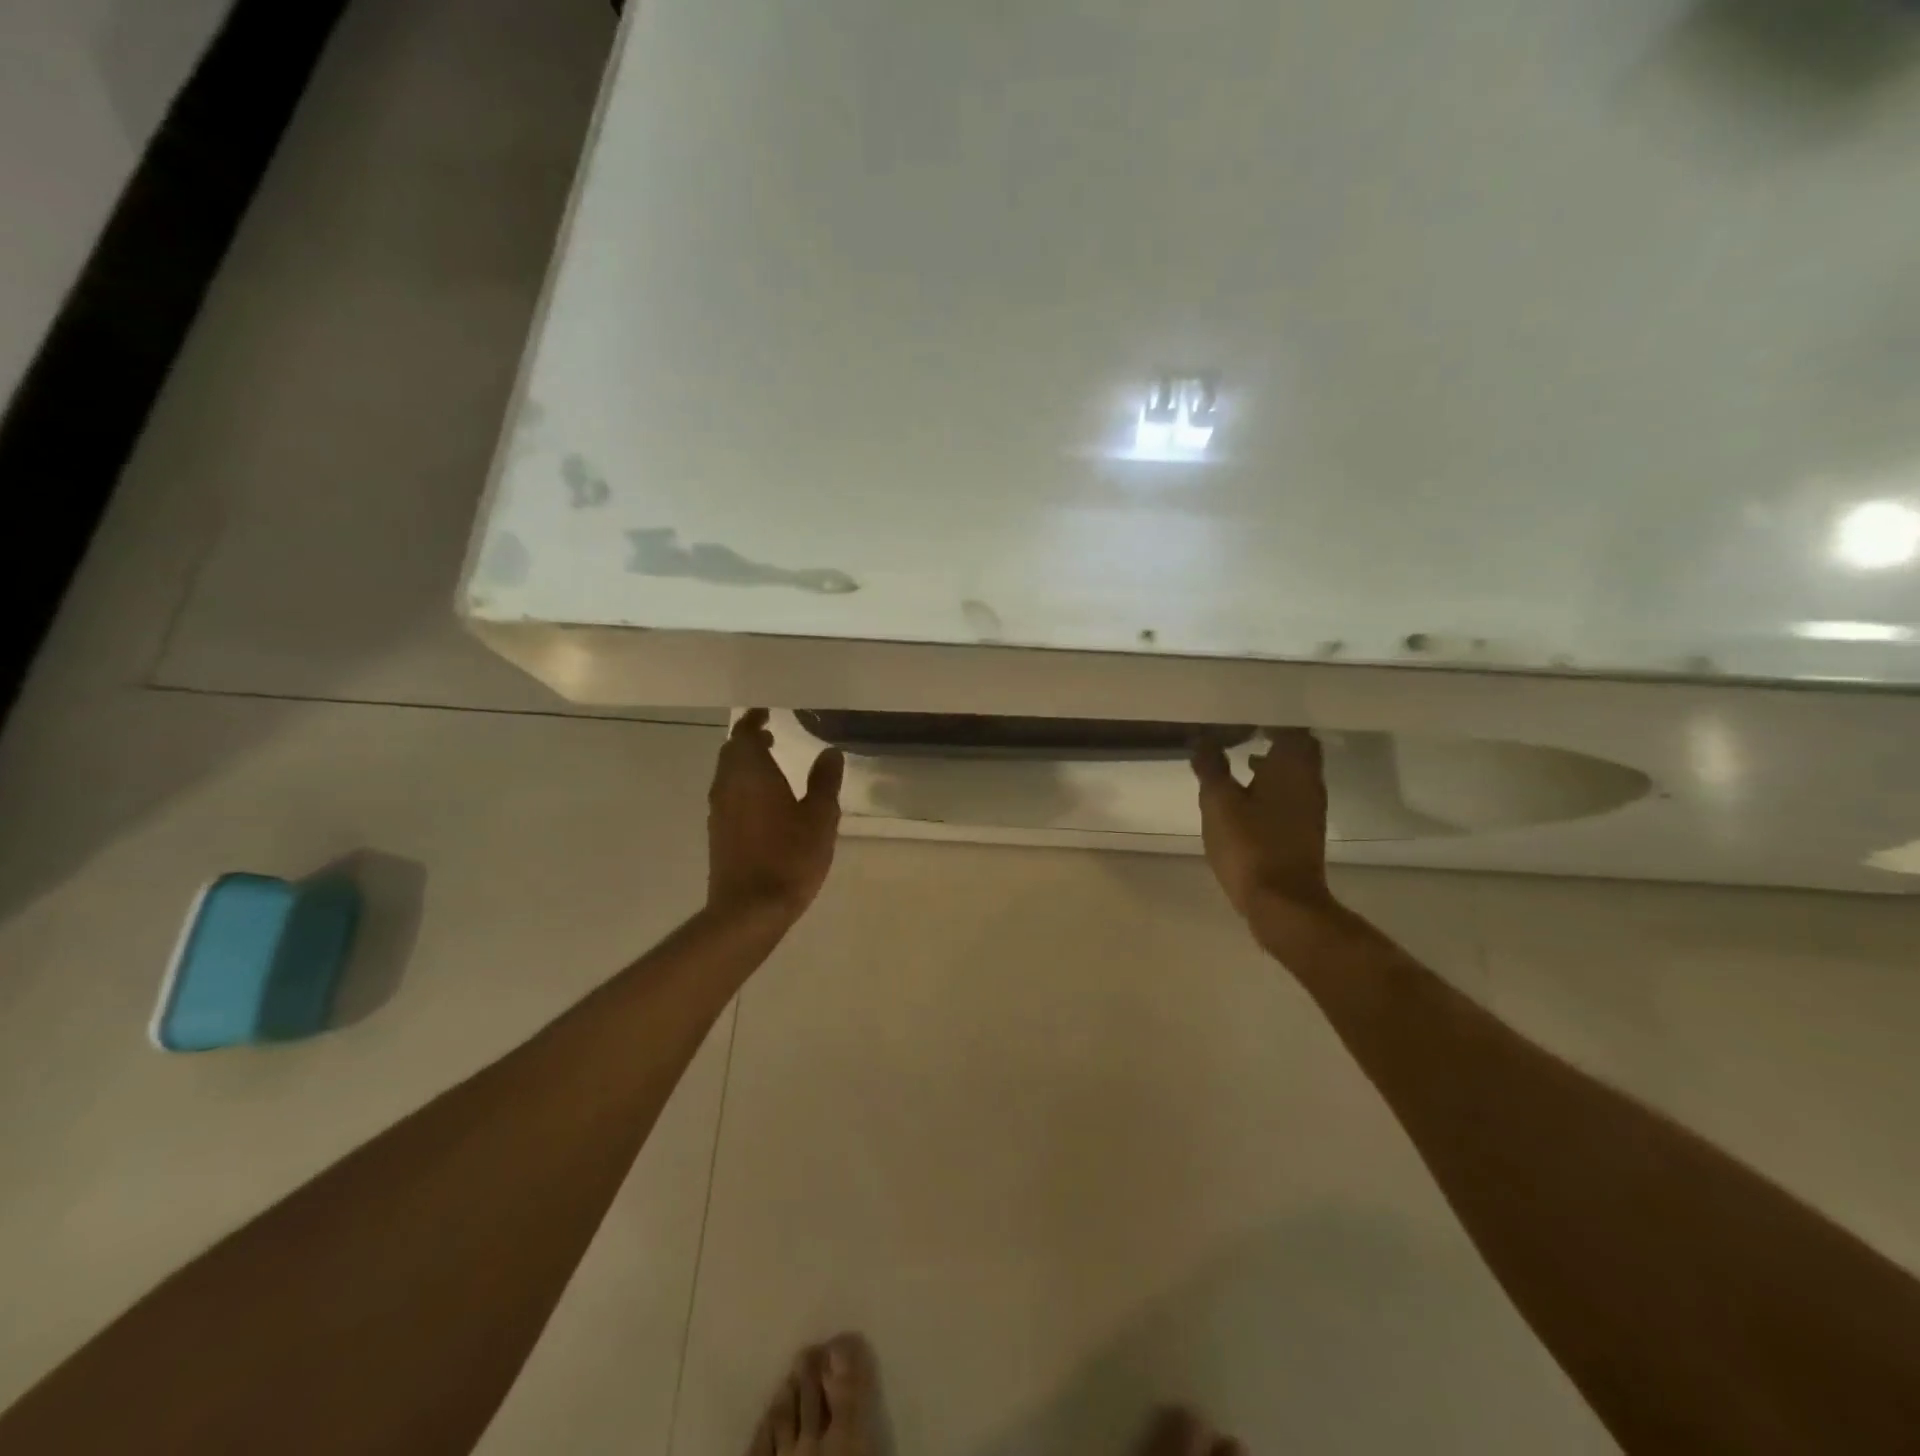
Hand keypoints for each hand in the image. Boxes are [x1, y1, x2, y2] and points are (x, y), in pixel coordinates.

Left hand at [707, 710, 844, 921]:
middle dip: (749, 740)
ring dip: (746, 764)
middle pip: (732, 752)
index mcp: (750, 773)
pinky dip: (743, 786)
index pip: (745, 733)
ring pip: (728, 774)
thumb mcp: (820, 817)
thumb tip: (829, 753)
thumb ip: (824, 781)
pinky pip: (728, 795)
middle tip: (771, 734)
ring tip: (771, 764)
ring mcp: (719, 810)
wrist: (750, 909)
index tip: (767, 712)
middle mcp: (727, 785)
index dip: (755, 720)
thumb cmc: (789, 856)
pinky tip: (764, 801)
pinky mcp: (718, 833)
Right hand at [1192, 729, 1337, 927]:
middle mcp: (1309, 782)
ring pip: (1295, 772)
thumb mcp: (1219, 803)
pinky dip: (1273, 786)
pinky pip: (1291, 794)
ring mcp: (1310, 808)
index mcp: (1292, 767)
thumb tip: (1204, 739)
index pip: (1291, 728)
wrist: (1283, 902)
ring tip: (1242, 759)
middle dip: (1275, 738)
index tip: (1246, 713)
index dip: (1270, 718)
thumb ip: (1211, 767)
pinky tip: (1248, 795)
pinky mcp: (1304, 830)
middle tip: (1245, 731)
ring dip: (1273, 763)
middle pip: (1298, 749)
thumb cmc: (1250, 845)